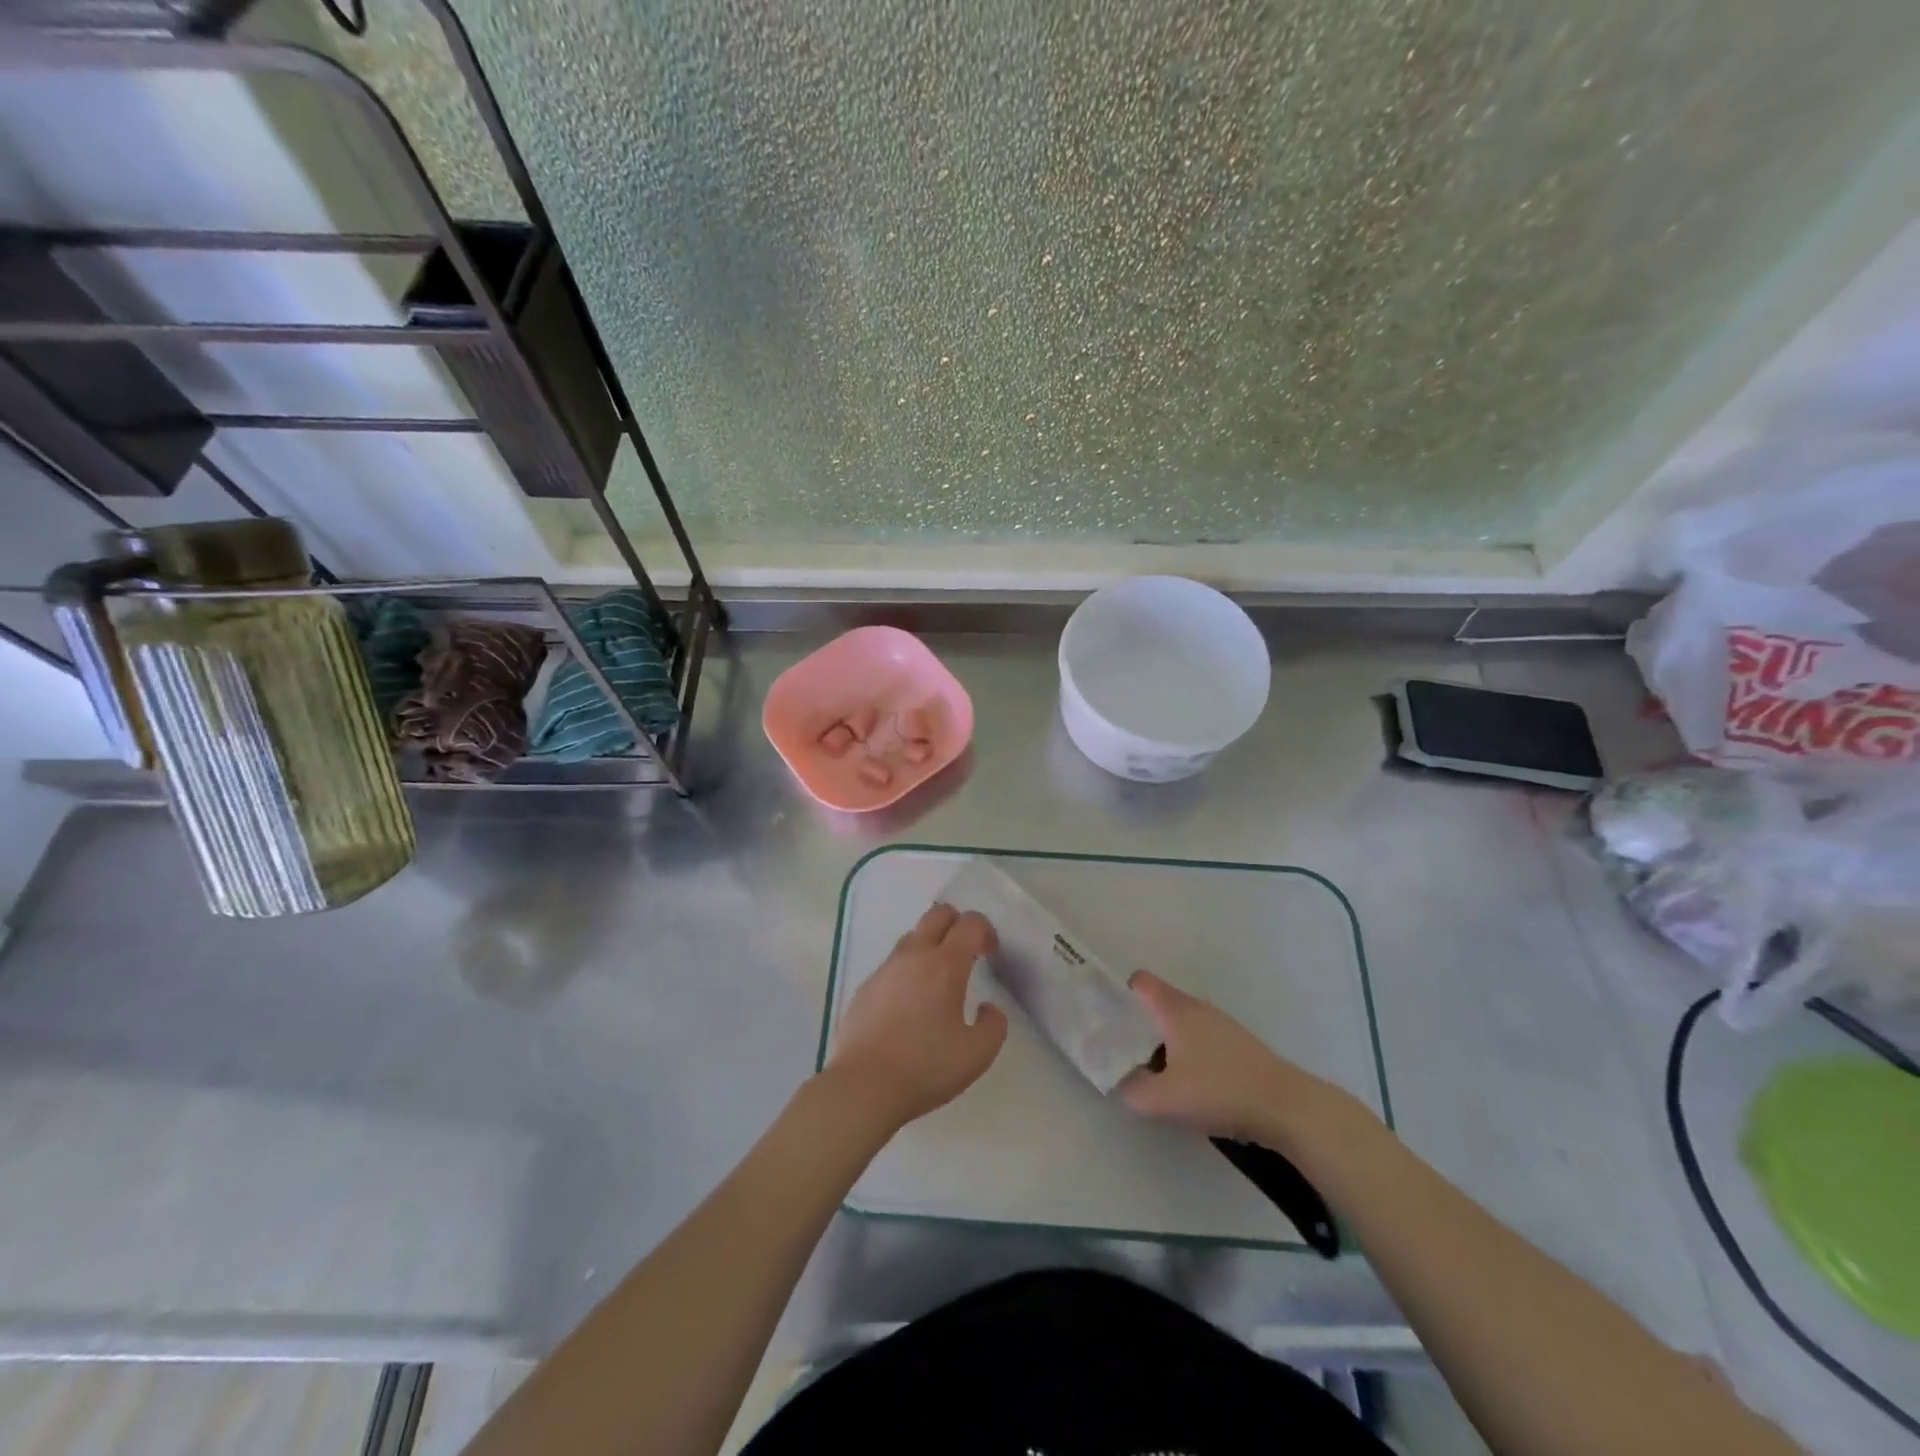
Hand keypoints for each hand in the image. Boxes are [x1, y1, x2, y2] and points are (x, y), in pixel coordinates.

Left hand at [823, 903, 1007, 1133]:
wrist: (863, 1086)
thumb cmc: (925, 1067)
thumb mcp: (977, 1054)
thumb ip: (994, 1025)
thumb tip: (987, 1008)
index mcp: (945, 965)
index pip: (970, 923)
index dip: (986, 931)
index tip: (990, 955)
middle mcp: (914, 956)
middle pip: (937, 914)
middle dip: (957, 924)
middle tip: (966, 954)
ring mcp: (885, 969)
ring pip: (912, 936)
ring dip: (930, 945)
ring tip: (937, 980)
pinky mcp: (865, 987)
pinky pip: (893, 964)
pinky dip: (908, 970)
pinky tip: (909, 1004)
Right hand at [1118, 970, 1345, 1146]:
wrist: (1286, 1107)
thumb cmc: (1219, 1091)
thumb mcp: (1165, 1099)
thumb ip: (1133, 1090)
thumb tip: (1119, 1082)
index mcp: (1175, 1009)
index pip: (1140, 982)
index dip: (1119, 992)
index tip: (1104, 1015)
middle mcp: (1196, 1008)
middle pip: (1158, 1002)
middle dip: (1137, 1021)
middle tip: (1119, 1048)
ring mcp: (1220, 1024)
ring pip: (1179, 1021)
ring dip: (1162, 1039)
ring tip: (1149, 1069)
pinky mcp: (1237, 1045)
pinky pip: (1199, 1037)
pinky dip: (1185, 1051)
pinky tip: (1186, 1081)